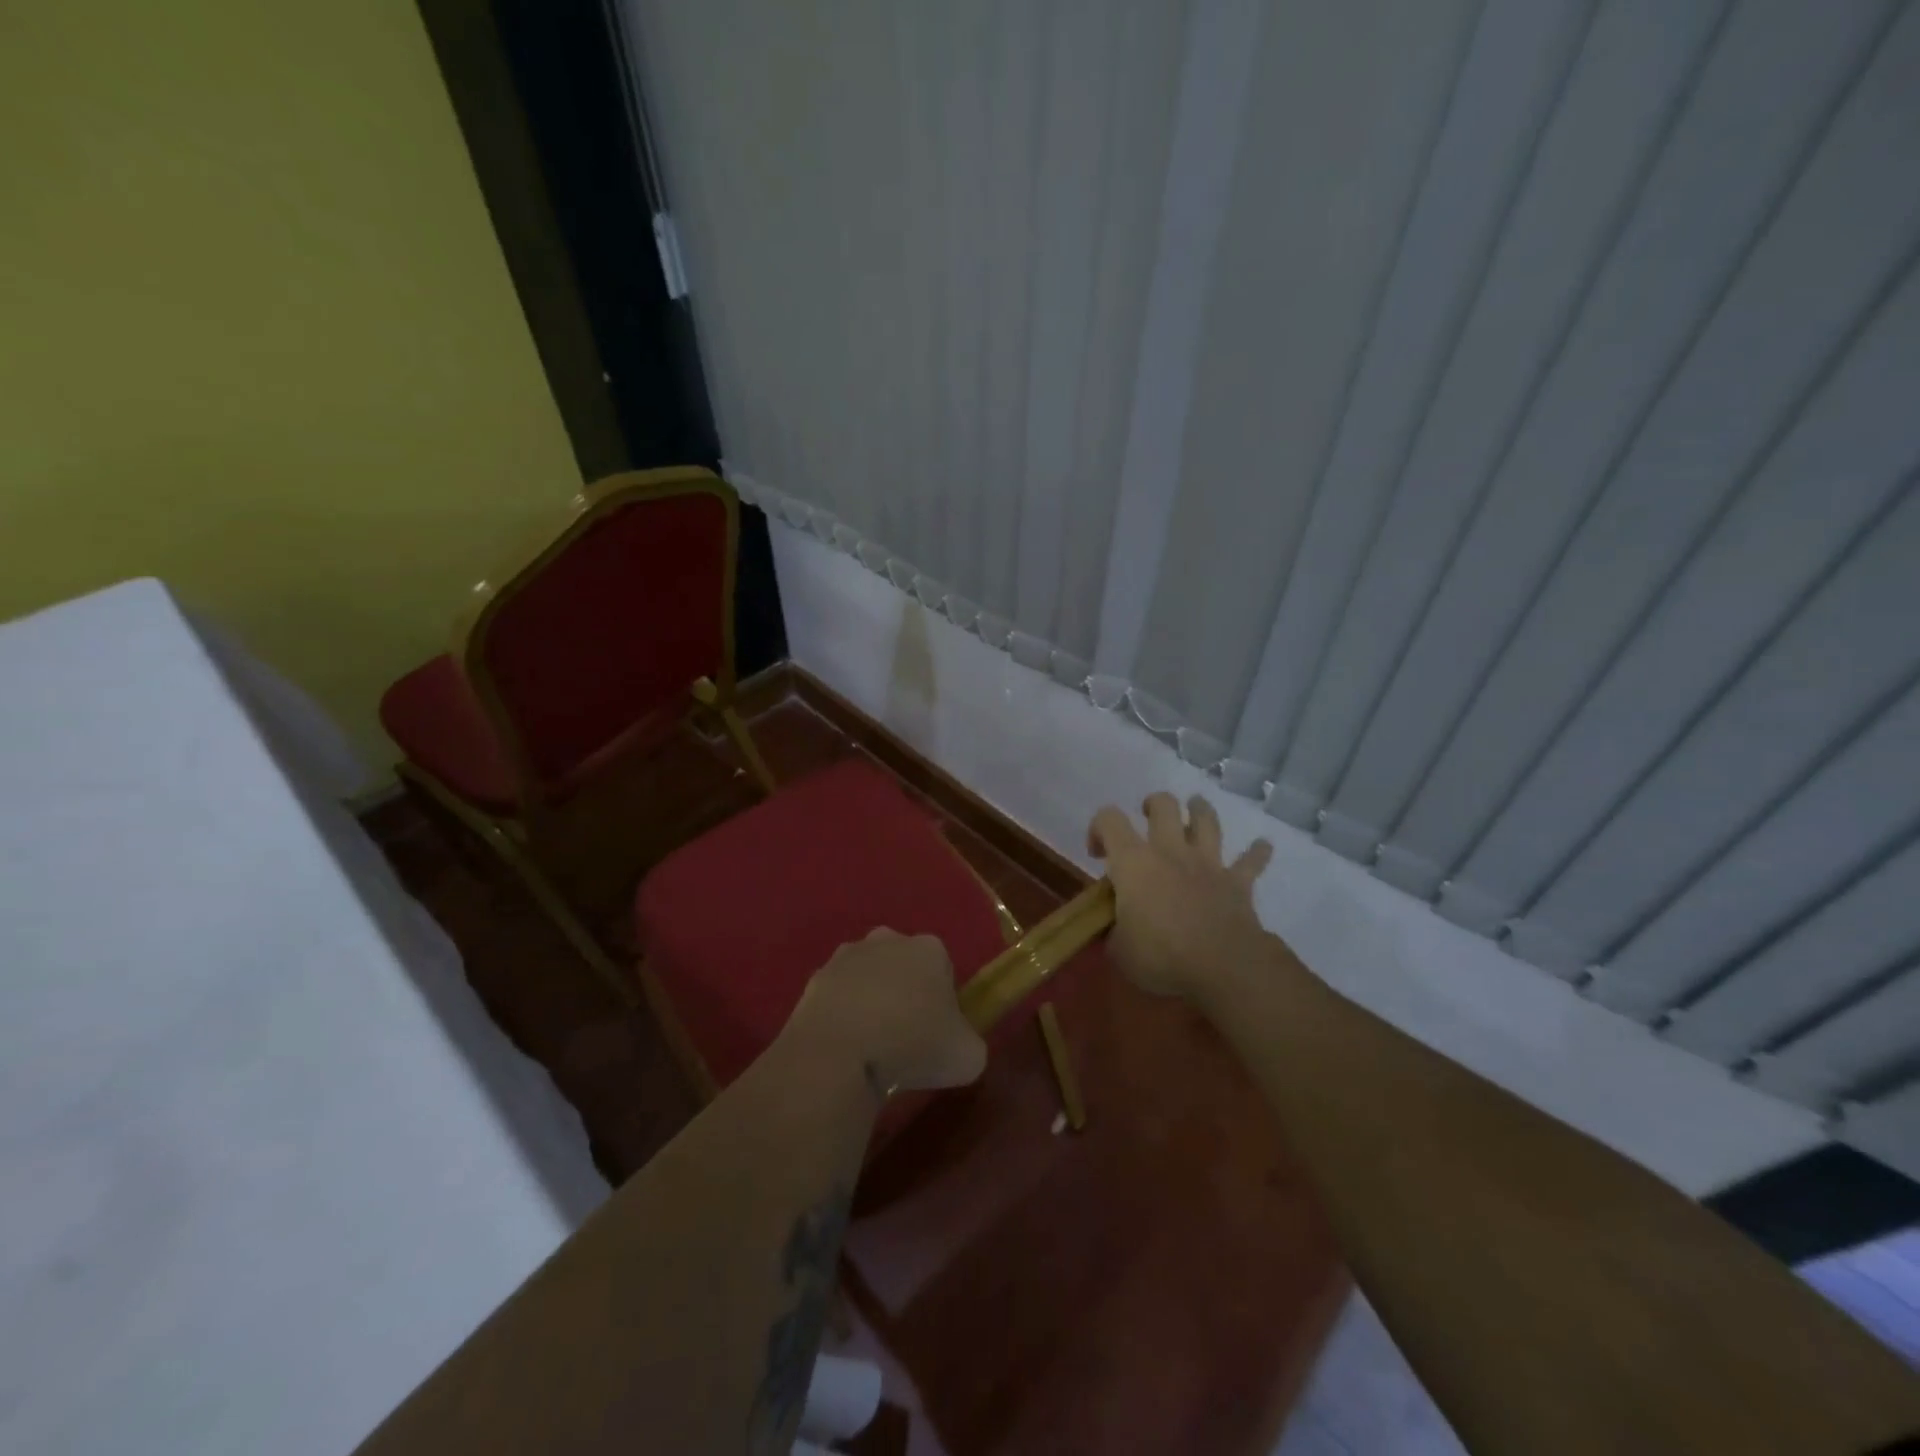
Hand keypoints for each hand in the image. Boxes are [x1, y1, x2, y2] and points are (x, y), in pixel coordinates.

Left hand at [781, 929, 987, 1097]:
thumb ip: (970, 1043)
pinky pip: (838, 997)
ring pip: (868, 977)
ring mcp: (847, 956)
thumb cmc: (912, 1045)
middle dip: (906, 993)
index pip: (944, 969)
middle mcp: (888, 940)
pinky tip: (845, 1046)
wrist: (838, 1053)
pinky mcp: (815, 978)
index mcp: (929, 948)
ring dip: (871, 1002)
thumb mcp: (968, 1056)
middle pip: (904, 966)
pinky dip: (842, 1016)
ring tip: (872, 1046)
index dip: (944, 1002)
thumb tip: (958, 1045)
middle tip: (906, 1038)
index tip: (938, 1032)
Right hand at [1088, 793, 1274, 1000]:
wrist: (1222, 966)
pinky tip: (1262, 846)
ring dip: (1200, 810)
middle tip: (1148, 817)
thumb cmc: (1161, 955)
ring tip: (1195, 809)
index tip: (1098, 854)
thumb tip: (1116, 931)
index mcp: (1134, 862)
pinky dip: (1256, 852)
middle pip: (1163, 805)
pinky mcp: (1237, 882)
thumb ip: (1114, 932)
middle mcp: (1170, 851)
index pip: (1109, 820)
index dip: (1099, 828)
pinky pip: (1251, 861)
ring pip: (1206, 820)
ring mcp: (1207, 863)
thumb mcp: (1119, 951)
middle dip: (1153, 804)